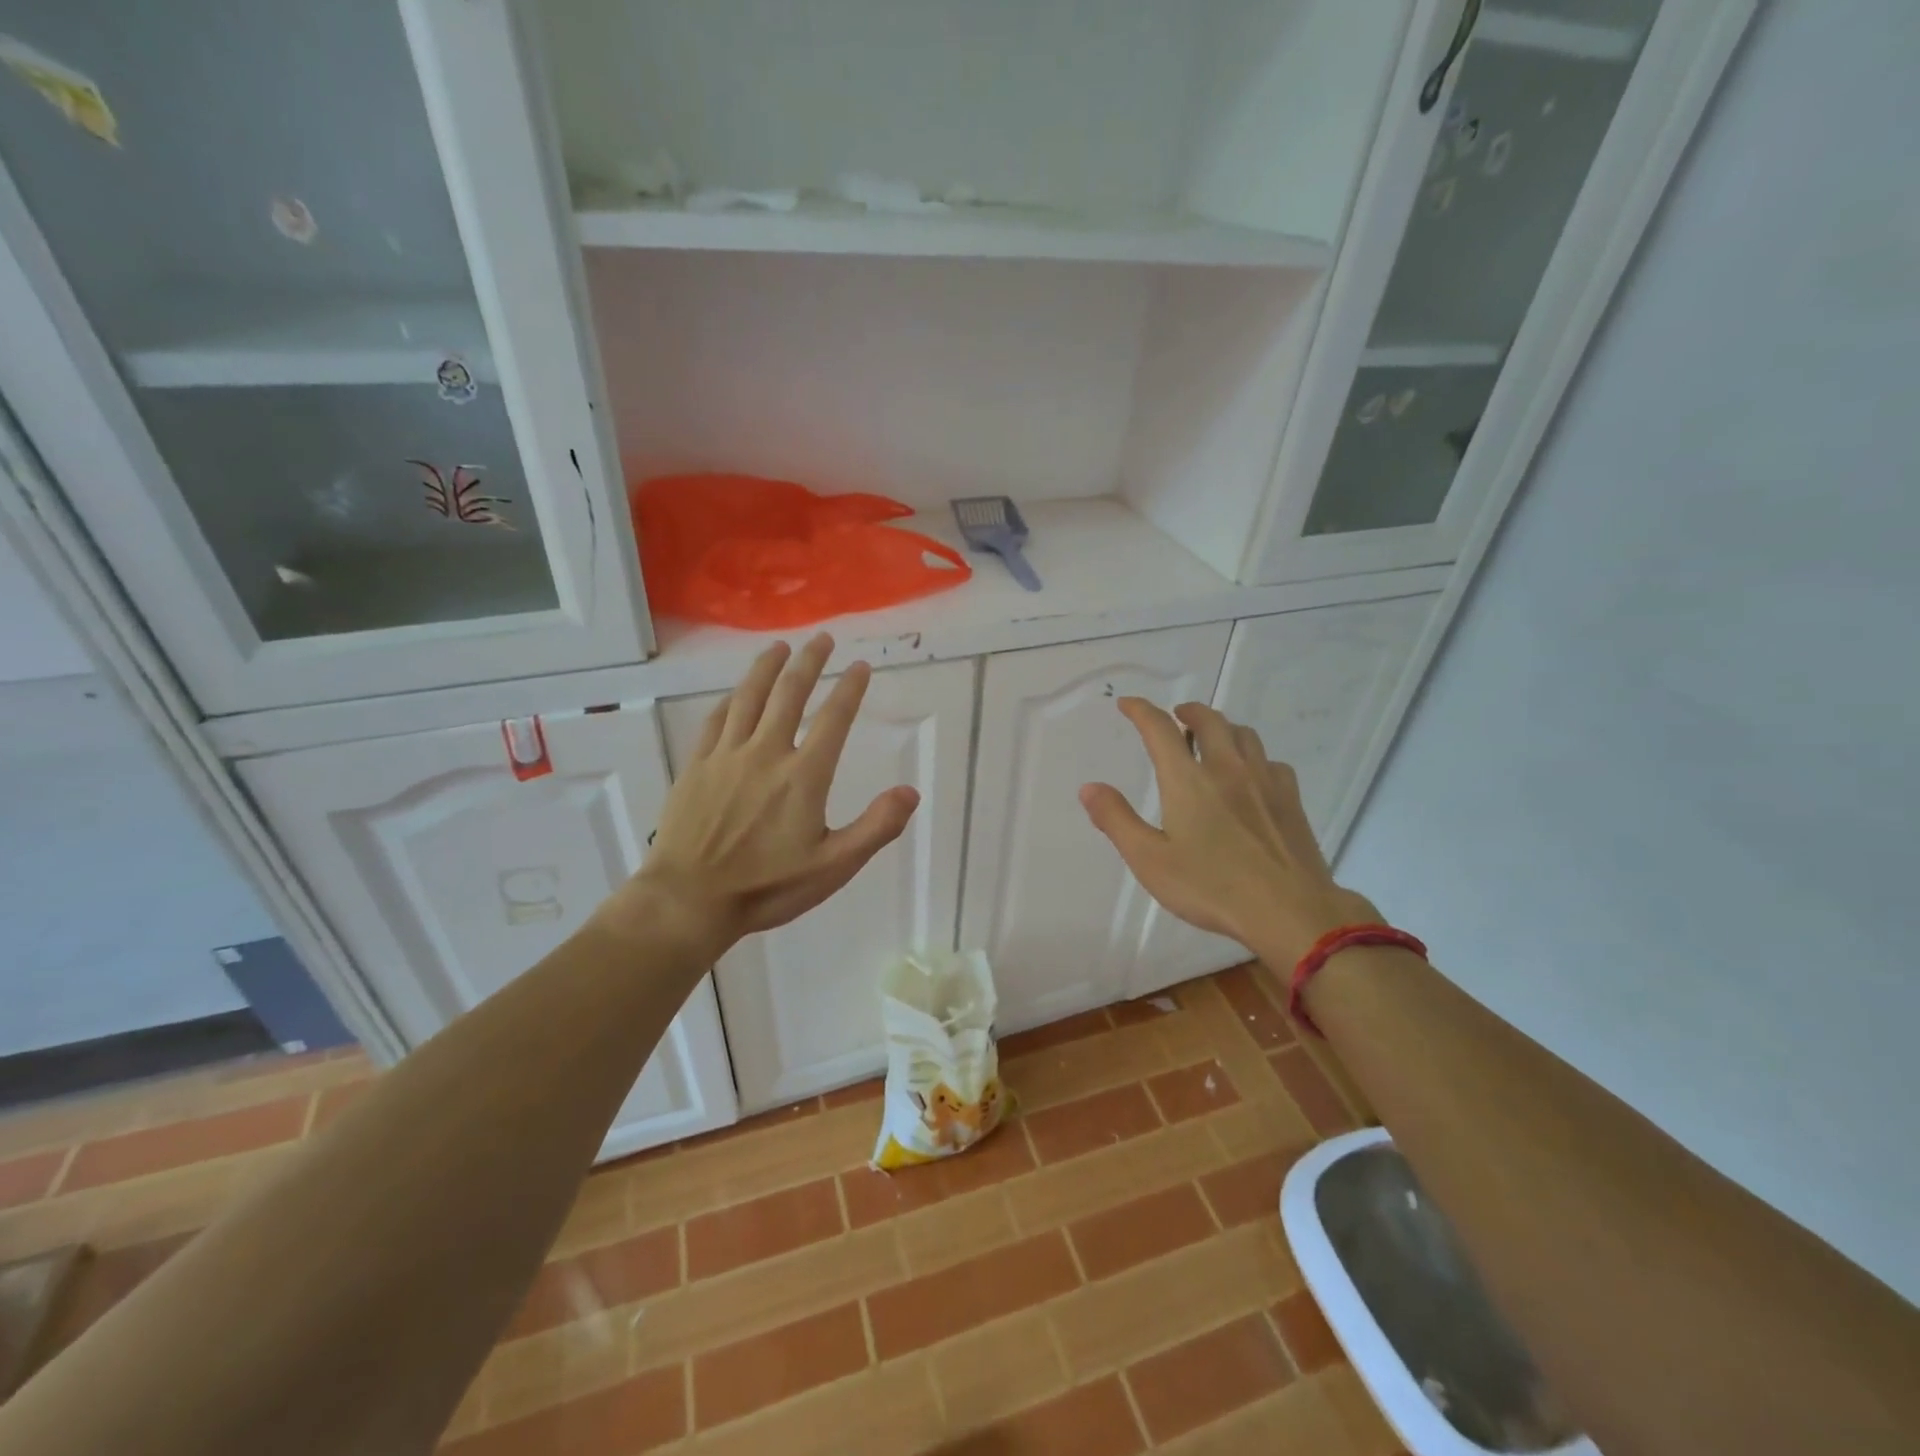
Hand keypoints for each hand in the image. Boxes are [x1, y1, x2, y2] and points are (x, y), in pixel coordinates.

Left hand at [604, 634, 919, 952]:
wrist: (690, 900)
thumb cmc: (767, 887)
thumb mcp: (833, 867)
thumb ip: (876, 827)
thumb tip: (910, 791)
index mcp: (804, 775)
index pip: (833, 719)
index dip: (849, 689)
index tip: (860, 666)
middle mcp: (766, 753)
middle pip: (790, 694)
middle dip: (809, 663)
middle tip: (822, 638)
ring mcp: (727, 756)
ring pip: (749, 698)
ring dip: (767, 668)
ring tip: (779, 647)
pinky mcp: (697, 766)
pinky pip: (716, 721)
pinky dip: (731, 700)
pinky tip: (735, 694)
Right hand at [1079, 699, 1379, 967]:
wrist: (1290, 910)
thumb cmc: (1211, 887)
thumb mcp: (1150, 860)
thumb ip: (1117, 820)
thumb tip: (1089, 788)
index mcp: (1188, 780)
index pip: (1159, 729)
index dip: (1140, 711)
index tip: (1127, 703)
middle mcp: (1227, 769)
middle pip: (1209, 720)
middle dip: (1188, 711)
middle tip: (1176, 716)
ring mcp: (1265, 781)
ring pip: (1244, 734)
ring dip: (1223, 727)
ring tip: (1212, 739)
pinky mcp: (1291, 800)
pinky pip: (1271, 761)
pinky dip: (1254, 757)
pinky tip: (1252, 776)